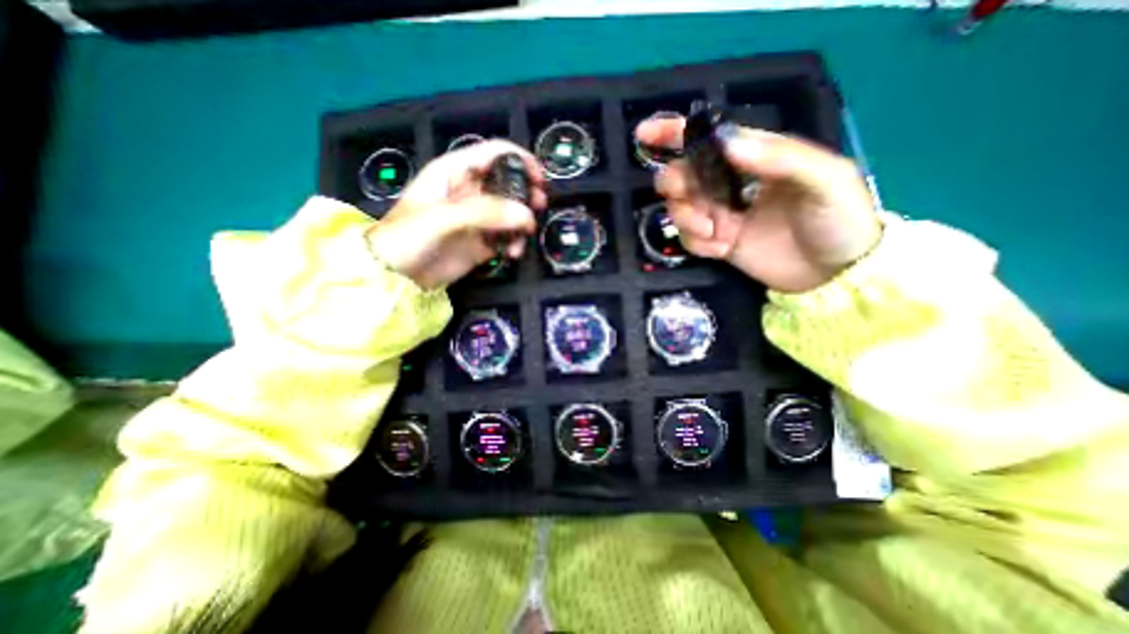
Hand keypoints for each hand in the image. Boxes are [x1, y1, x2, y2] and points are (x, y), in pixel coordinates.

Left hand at [366, 140, 547, 288]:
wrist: (394, 277)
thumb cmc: (408, 237)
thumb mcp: (443, 217)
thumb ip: (485, 212)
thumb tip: (526, 215)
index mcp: (455, 171)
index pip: (494, 153)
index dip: (520, 160)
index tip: (539, 180)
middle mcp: (470, 191)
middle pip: (508, 183)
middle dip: (526, 194)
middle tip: (538, 208)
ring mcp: (478, 219)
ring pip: (511, 213)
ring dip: (522, 224)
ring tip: (521, 241)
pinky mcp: (482, 242)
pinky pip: (507, 237)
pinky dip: (515, 243)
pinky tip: (513, 253)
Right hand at [633, 117, 879, 291]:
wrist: (835, 274)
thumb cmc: (839, 218)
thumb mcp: (823, 178)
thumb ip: (778, 156)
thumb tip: (726, 142)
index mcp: (753, 158)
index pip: (708, 138)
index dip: (674, 133)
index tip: (644, 135)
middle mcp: (731, 184)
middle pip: (682, 176)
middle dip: (677, 186)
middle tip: (692, 201)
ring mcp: (721, 216)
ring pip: (679, 209)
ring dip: (687, 219)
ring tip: (714, 232)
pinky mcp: (717, 243)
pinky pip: (689, 239)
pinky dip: (697, 243)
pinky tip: (721, 249)